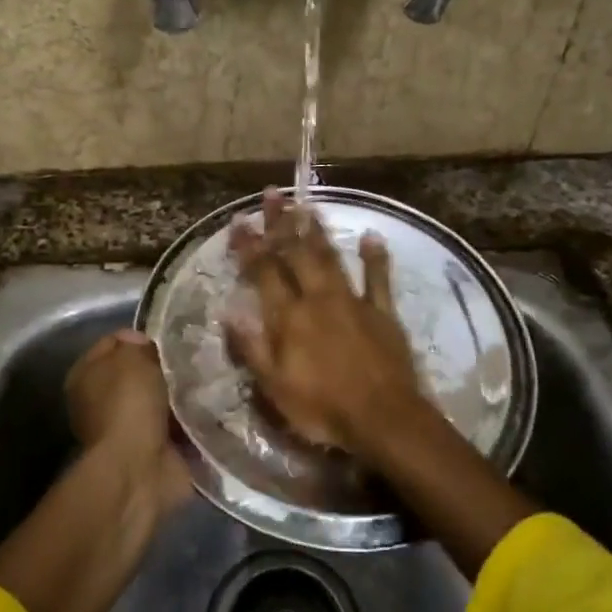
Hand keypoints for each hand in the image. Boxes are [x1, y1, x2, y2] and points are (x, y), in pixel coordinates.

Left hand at [65, 329, 192, 514]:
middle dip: (167, 366)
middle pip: (141, 373)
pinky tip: (213, 405)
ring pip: (163, 398)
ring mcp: (129, 428)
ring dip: (183, 393)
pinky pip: (180, 424)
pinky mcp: (155, 450)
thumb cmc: (129, 404)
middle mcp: (103, 401)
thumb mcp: (131, 357)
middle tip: (195, 358)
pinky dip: (194, 419)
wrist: (139, 467)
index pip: (115, 342)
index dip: (141, 336)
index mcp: (86, 375)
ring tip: (210, 379)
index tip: (170, 337)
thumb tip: (144, 346)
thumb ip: (137, 344)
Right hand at [226, 189, 437, 463]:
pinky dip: (375, 257)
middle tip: (273, 194)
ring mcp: (353, 302)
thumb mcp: (274, 387)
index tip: (240, 221)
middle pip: (296, 254)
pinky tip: (372, 236)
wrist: (382, 418)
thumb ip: (251, 346)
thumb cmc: (322, 408)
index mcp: (289, 317)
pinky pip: (378, 278)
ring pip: (331, 258)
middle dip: (282, 223)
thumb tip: (228, 311)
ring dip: (318, 230)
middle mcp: (318, 299)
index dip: (250, 245)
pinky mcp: (382, 312)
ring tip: (308, 204)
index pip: (264, 272)